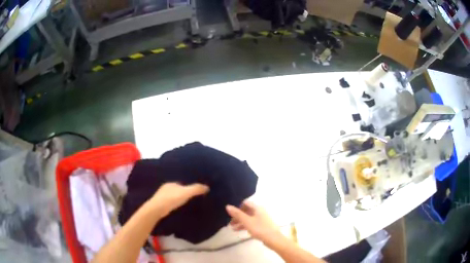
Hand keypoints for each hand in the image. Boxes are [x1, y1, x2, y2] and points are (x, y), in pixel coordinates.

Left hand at [148, 183, 208, 217]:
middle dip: (182, 194)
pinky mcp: (159, 205)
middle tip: (191, 199)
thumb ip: (196, 189)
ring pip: (172, 197)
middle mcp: (165, 188)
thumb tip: (207, 187)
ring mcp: (160, 197)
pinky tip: (176, 210)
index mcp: (171, 184)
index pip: (181, 184)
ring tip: (185, 205)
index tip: (194, 192)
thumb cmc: (171, 199)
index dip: (188, 187)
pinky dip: (173, 205)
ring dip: (177, 200)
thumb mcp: (186, 193)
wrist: (157, 209)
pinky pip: (169, 203)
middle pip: (176, 190)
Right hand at [226, 200, 281, 244]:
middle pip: (246, 211)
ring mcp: (261, 218)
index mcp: (257, 208)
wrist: (273, 239)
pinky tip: (238, 230)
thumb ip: (237, 214)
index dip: (237, 206)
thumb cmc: (259, 228)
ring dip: (240, 221)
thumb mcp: (247, 221)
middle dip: (237, 216)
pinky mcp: (262, 225)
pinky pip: (251, 223)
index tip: (230, 212)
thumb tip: (227, 206)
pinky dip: (244, 225)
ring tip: (231, 227)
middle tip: (229, 221)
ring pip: (248, 217)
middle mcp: (259, 211)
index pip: (245, 203)